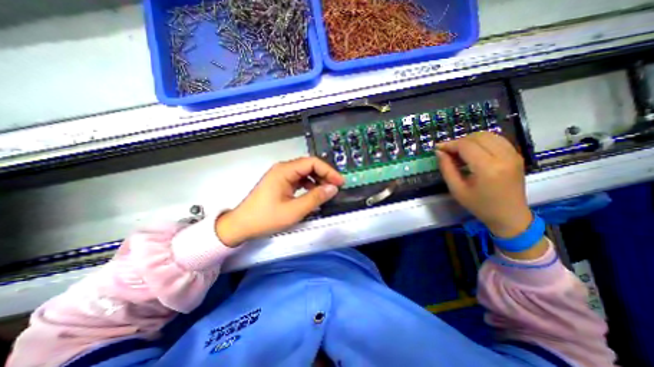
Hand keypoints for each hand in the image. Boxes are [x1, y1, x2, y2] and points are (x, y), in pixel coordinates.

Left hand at [217, 157, 345, 246]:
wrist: (241, 225)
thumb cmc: (266, 218)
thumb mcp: (294, 210)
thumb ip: (315, 198)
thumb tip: (332, 188)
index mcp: (285, 171)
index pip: (312, 163)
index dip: (328, 171)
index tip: (339, 182)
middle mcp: (283, 169)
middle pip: (309, 166)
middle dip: (324, 175)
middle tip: (335, 187)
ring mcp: (281, 176)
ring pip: (304, 172)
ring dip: (317, 180)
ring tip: (326, 191)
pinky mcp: (280, 183)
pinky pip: (299, 180)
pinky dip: (309, 185)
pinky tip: (313, 193)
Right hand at [434, 131, 529, 238]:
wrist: (510, 215)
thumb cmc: (479, 205)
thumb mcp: (456, 189)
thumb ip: (447, 168)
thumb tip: (439, 152)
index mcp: (488, 168)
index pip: (466, 145)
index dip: (449, 144)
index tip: (438, 148)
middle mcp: (503, 157)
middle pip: (477, 137)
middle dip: (459, 141)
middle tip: (448, 152)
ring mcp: (513, 155)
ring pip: (488, 135)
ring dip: (470, 140)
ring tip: (459, 151)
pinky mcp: (516, 155)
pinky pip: (497, 139)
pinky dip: (482, 141)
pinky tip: (474, 151)